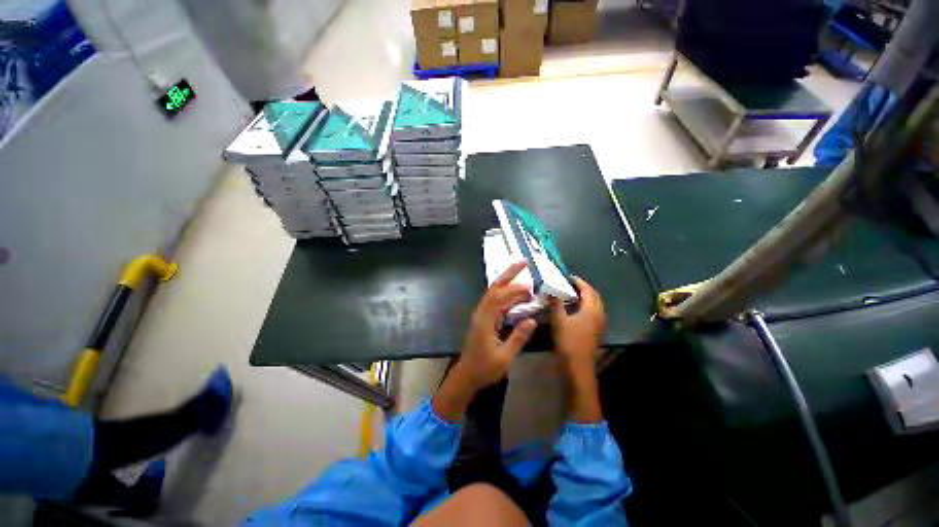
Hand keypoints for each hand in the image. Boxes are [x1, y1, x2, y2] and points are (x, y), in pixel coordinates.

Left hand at [434, 261, 536, 421]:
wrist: (467, 374)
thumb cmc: (484, 368)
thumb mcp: (504, 357)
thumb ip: (518, 338)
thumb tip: (532, 320)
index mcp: (485, 321)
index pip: (498, 298)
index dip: (514, 290)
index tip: (530, 288)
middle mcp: (481, 313)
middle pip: (494, 288)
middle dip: (508, 274)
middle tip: (523, 261)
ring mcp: (481, 314)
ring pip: (494, 292)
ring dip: (507, 281)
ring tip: (522, 273)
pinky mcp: (484, 317)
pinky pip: (495, 300)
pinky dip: (506, 293)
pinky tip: (515, 293)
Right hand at [550, 276, 604, 367]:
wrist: (578, 366)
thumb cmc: (568, 342)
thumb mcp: (559, 321)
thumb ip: (556, 303)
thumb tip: (551, 288)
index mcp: (591, 311)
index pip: (588, 291)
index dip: (579, 282)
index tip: (568, 276)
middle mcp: (598, 315)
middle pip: (595, 296)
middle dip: (584, 288)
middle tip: (571, 284)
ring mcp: (598, 324)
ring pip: (595, 305)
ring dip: (586, 297)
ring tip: (572, 294)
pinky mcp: (595, 331)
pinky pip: (594, 312)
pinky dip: (586, 306)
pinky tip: (575, 309)